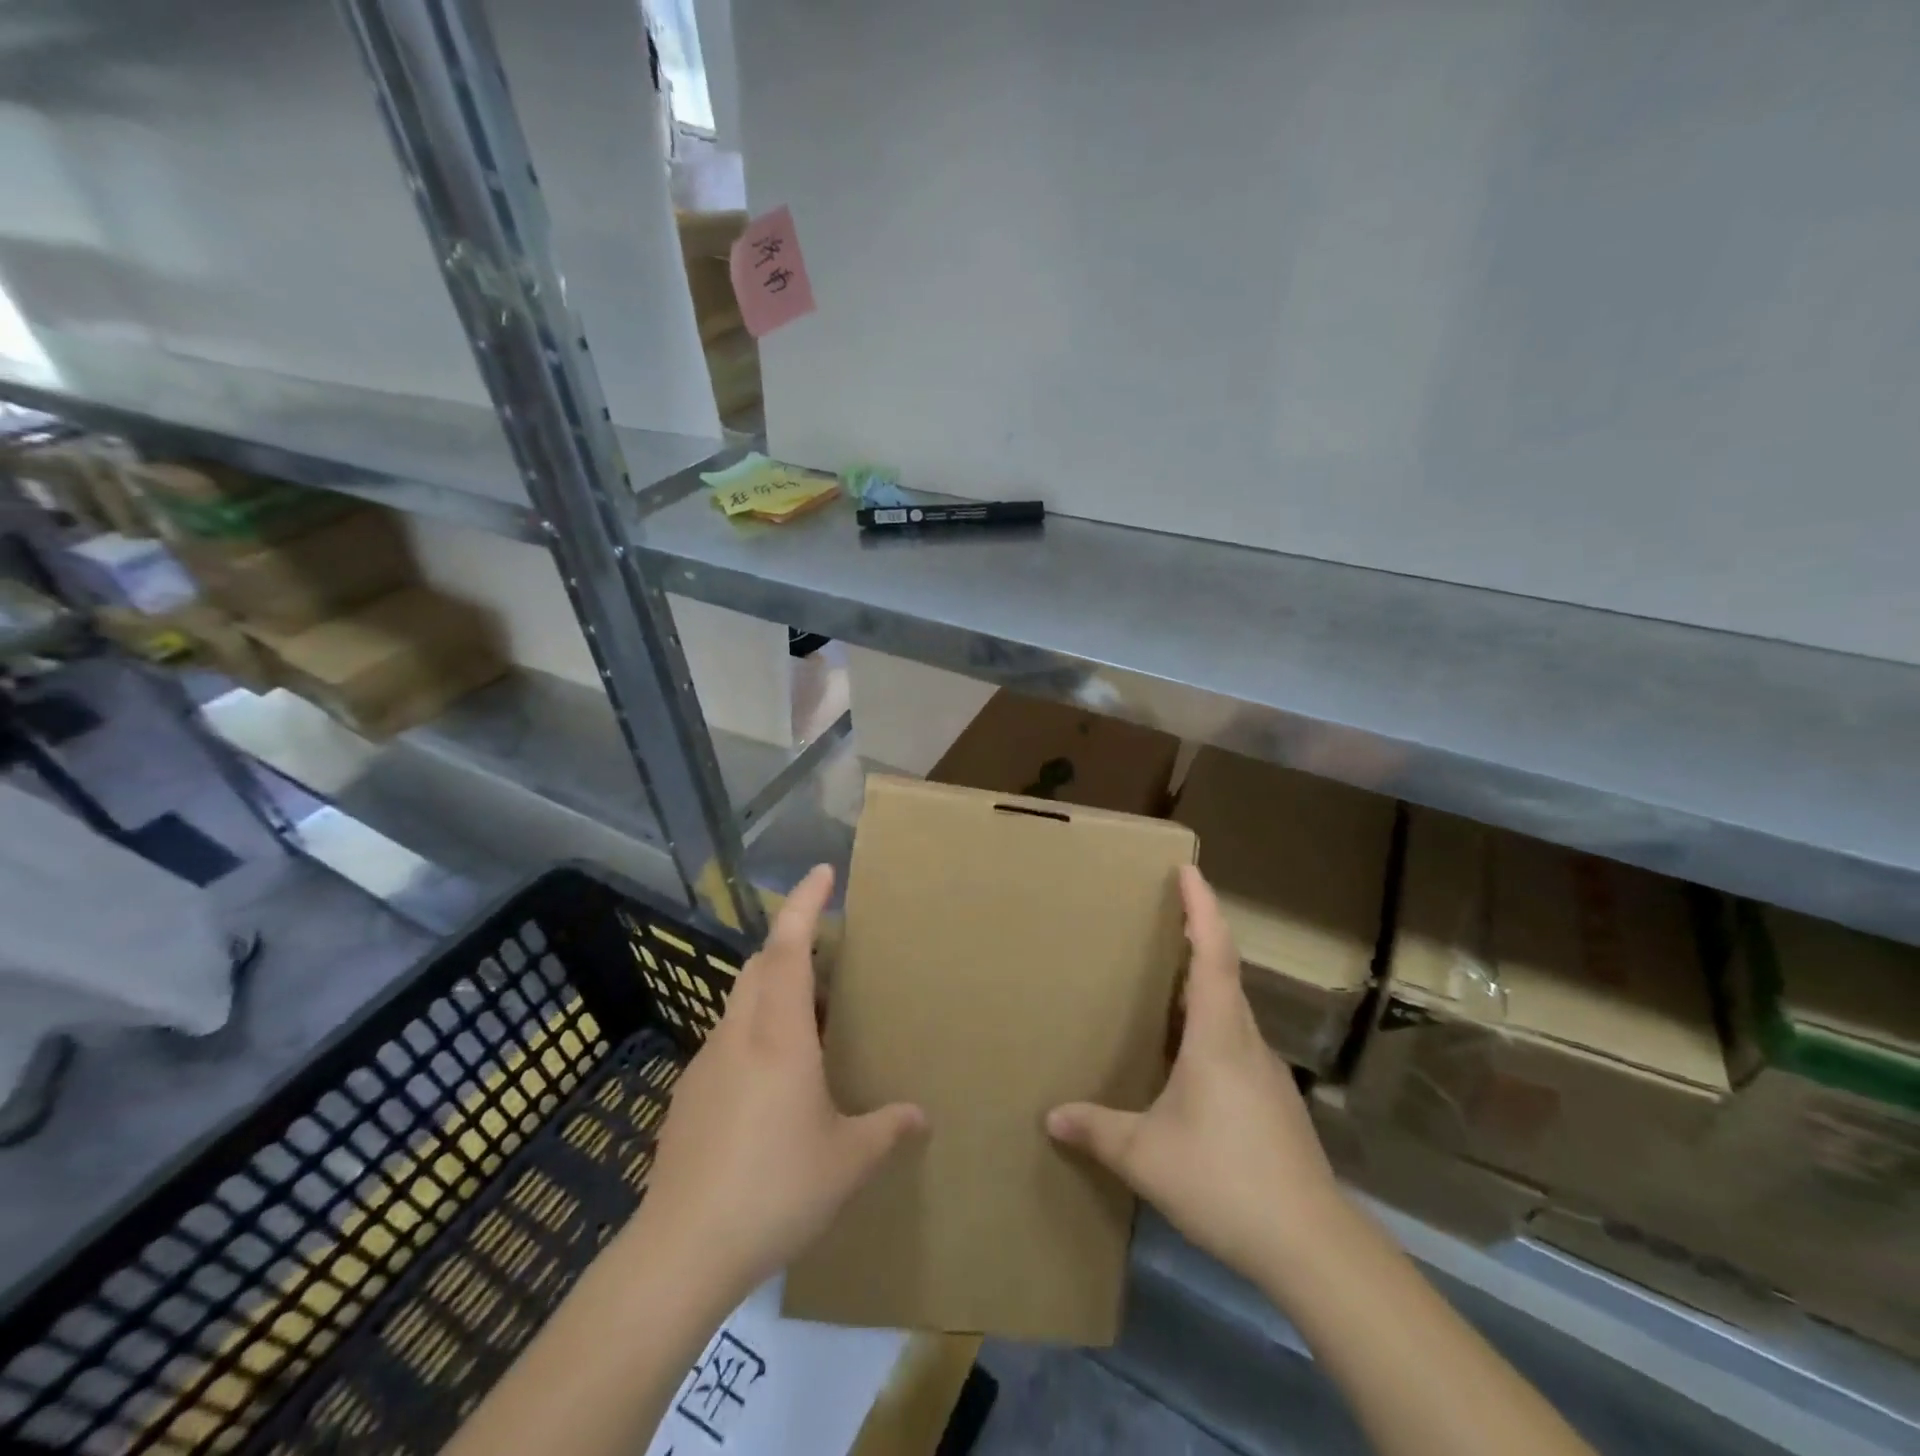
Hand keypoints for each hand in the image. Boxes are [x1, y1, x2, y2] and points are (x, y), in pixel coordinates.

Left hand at [634, 865, 925, 1301]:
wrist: (681, 1252)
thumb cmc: (774, 1190)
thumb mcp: (846, 1162)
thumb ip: (887, 1130)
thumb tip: (920, 1115)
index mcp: (779, 1035)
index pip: (788, 947)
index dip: (804, 904)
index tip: (823, 872)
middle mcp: (739, 1035)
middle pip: (759, 965)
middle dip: (791, 942)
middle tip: (829, 951)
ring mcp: (706, 1064)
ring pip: (741, 1002)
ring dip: (773, 990)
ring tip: (809, 1019)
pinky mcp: (688, 1097)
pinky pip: (728, 1041)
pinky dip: (755, 1033)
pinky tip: (773, 1082)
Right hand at [1046, 865, 1345, 1286]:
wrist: (1312, 1246)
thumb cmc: (1225, 1180)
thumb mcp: (1146, 1156)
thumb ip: (1097, 1130)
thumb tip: (1051, 1117)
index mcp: (1219, 1035)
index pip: (1213, 954)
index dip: (1202, 908)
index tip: (1189, 870)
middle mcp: (1247, 1041)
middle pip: (1225, 973)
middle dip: (1199, 937)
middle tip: (1164, 917)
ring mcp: (1266, 1073)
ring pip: (1232, 1011)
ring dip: (1204, 985)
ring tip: (1165, 985)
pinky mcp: (1274, 1102)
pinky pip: (1237, 1044)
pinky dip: (1211, 1028)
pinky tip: (1188, 1060)